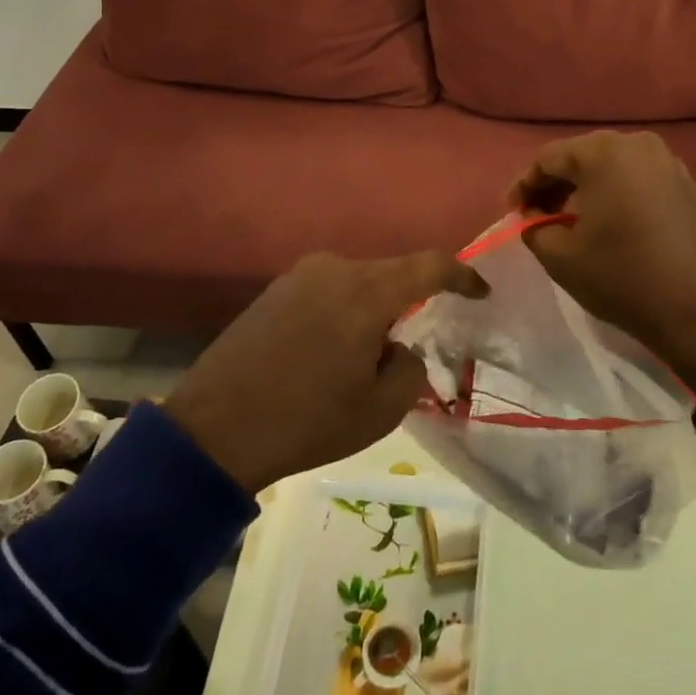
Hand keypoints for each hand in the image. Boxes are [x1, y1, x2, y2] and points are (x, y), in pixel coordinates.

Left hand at [162, 251, 488, 493]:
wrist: (214, 429)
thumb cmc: (307, 420)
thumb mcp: (380, 410)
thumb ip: (409, 367)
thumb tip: (396, 348)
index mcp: (367, 291)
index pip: (430, 265)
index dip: (462, 275)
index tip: (481, 293)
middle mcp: (335, 268)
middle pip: (391, 274)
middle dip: (410, 303)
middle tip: (411, 346)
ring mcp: (299, 275)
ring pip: (358, 283)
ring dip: (372, 311)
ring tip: (363, 358)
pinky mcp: (274, 290)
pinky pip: (327, 291)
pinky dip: (342, 313)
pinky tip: (328, 353)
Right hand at [510, 130, 695, 397]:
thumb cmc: (622, 279)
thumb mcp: (559, 257)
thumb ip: (534, 227)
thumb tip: (534, 217)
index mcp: (604, 153)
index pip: (549, 158)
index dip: (524, 184)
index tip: (513, 212)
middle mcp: (640, 145)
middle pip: (584, 156)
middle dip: (557, 185)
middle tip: (540, 216)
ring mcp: (672, 164)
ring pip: (616, 167)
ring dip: (590, 190)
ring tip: (576, 223)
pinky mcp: (693, 188)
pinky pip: (643, 182)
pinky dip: (622, 196)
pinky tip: (617, 227)